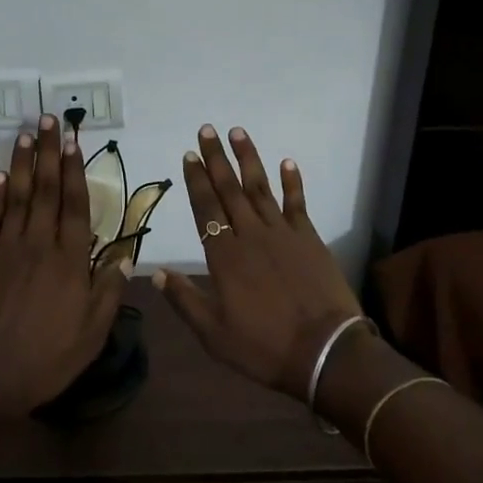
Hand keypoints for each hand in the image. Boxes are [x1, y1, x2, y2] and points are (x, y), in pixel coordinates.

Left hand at [0, 116, 131, 419]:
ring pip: (17, 195)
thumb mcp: (92, 333)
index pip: (75, 204)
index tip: (73, 141)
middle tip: (49, 119)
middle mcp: (39, 243)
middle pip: (45, 189)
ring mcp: (7, 248)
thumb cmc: (45, 358)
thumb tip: (126, 255)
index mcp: (69, 260)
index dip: (74, 170)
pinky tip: (0, 175)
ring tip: (26, 133)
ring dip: (22, 162)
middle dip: (48, 152)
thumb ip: (108, 290)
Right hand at [152, 125, 362, 401]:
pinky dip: (293, 182)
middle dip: (216, 159)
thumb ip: (184, 300)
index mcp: (224, 256)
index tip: (189, 155)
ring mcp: (283, 234)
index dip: (196, 181)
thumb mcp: (213, 334)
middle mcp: (250, 235)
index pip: (205, 209)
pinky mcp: (309, 238)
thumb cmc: (264, 347)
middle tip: (207, 130)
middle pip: (229, 189)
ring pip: (260, 188)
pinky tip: (287, 162)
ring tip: (238, 132)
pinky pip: (298, 203)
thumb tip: (156, 273)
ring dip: (248, 159)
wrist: (326, 353)